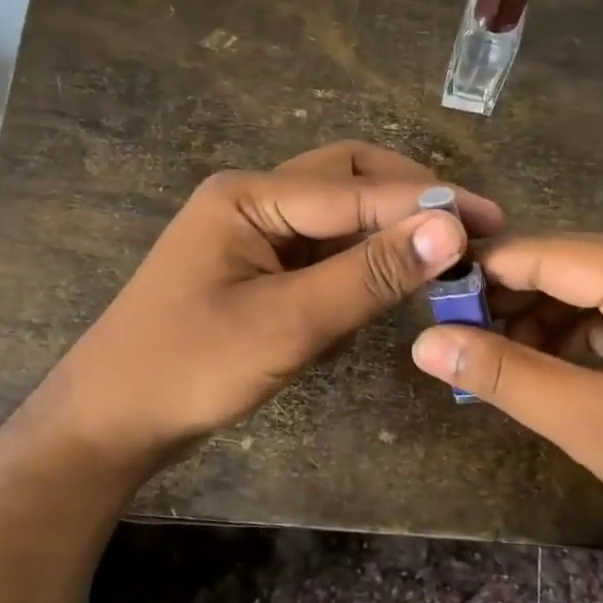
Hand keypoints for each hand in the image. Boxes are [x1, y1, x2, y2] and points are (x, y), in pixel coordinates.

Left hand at [35, 142, 501, 479]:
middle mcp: (252, 199)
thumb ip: (369, 275)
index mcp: (249, 194)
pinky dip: (359, 262)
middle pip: (348, 179)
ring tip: (442, 255)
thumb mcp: (287, 323)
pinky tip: (388, 283)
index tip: (491, 221)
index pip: (357, 189)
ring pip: (337, 216)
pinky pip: (321, 252)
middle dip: (409, 200)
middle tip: (469, 229)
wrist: (111, 423)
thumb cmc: (190, 368)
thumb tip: (449, 229)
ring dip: (387, 230)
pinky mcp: (257, 270)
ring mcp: (253, 234)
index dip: (427, 205)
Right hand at [410, 234, 602, 587]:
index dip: (488, 271)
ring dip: (543, 318)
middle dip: (513, 298)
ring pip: (594, 287)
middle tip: (459, 335)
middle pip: (573, 264)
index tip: (435, 297)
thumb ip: (505, 376)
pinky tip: (548, 364)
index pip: (552, 253)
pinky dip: (579, 333)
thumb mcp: (590, 424)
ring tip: (497, 358)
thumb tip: (426, 343)